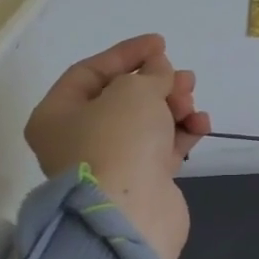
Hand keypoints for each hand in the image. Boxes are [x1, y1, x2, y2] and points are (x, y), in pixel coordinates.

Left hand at [23, 34, 210, 258]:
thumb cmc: (119, 142)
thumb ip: (151, 73)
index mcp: (58, 115)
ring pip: (147, 122)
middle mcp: (79, 138)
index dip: (127, 53)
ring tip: (193, 103)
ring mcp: (112, 162)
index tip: (162, 44)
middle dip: (158, 83)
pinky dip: (183, 133)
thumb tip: (159, 71)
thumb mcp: (134, 91)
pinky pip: (164, 146)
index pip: (91, 72)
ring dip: (174, 106)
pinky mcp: (141, 180)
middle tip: (185, 80)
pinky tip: (200, 125)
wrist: (130, 213)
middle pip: (122, 98)